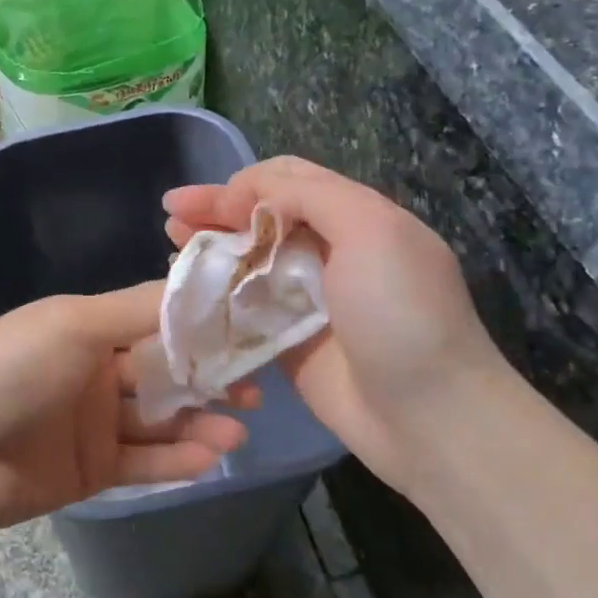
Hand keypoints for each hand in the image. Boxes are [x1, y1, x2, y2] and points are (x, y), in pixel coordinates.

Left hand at [0, 282, 255, 534]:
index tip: (248, 330)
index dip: (200, 326)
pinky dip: (177, 459)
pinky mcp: (93, 469)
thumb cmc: (12, 371)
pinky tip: (211, 456)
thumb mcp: (74, 324)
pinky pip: (144, 462)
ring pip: (160, 419)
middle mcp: (94, 371)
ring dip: (200, 422)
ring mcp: (94, 423)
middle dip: (209, 378)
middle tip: (256, 389)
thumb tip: (199, 285)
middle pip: (164, 372)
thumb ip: (138, 310)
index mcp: (87, 328)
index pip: (155, 321)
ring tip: (239, 429)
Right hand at [163, 156, 503, 477]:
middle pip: (261, 218)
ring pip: (248, 260)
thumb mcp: (370, 231)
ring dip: (210, 247)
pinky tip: (186, 288)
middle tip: (171, 213)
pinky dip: (215, 293)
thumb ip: (310, 196)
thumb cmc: (401, 314)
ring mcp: (306, 299)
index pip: (289, 181)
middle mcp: (329, 252)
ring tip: (170, 242)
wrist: (427, 416)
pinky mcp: (286, 341)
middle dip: (216, 210)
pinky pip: (244, 308)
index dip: (242, 184)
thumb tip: (249, 194)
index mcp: (356, 218)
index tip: (203, 201)